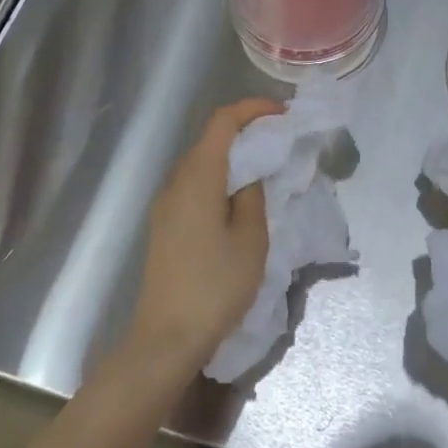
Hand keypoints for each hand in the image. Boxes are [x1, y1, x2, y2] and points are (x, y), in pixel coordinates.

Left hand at [127, 98, 283, 377]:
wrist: (166, 338)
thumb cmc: (215, 286)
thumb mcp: (250, 239)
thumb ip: (253, 195)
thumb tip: (250, 173)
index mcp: (198, 176)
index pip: (223, 121)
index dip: (253, 109)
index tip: (282, 114)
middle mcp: (177, 180)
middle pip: (211, 138)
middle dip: (246, 130)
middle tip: (280, 140)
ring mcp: (166, 203)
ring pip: (202, 162)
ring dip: (233, 156)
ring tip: (265, 167)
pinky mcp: (165, 223)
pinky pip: (195, 184)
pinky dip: (220, 177)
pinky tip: (239, 198)